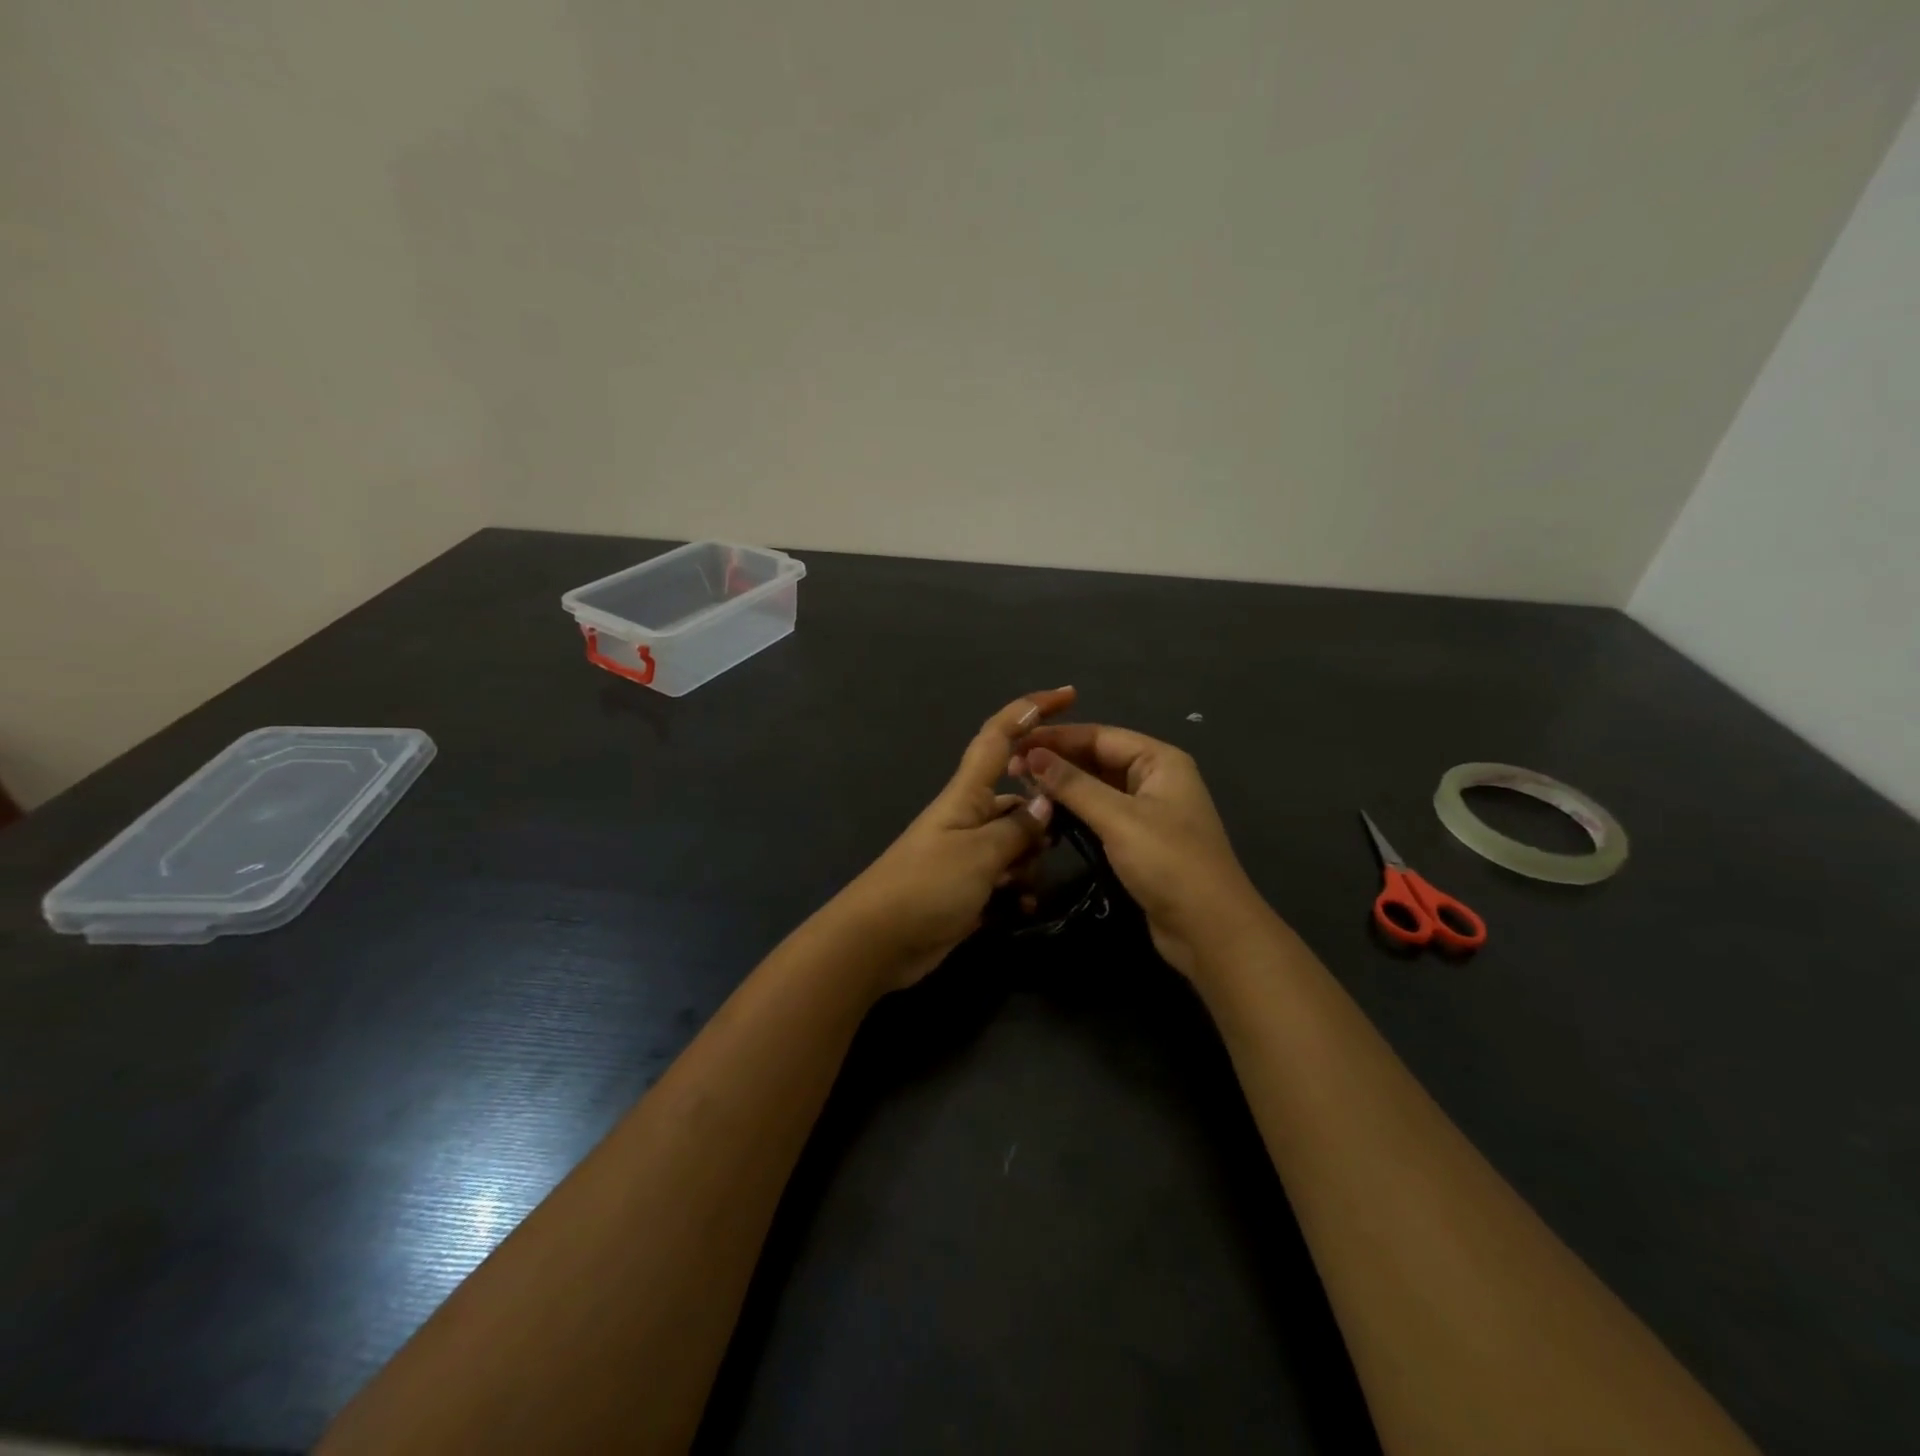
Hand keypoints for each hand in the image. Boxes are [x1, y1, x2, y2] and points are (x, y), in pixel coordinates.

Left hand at [839, 688, 1075, 988]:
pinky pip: (1006, 878)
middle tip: (1063, 836)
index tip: (1069, 695)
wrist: (877, 942)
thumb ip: (1019, 828)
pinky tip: (1019, 909)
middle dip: (1044, 814)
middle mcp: (969, 816)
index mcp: (967, 793)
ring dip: (1030, 861)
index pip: (1000, 736)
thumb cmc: (926, 886)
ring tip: (1023, 885)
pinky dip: (1017, 891)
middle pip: (1019, 797)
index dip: (1031, 710)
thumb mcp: (981, 854)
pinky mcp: (968, 885)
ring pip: (1017, 841)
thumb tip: (1047, 803)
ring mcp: (968, 852)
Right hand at [1012, 724, 1263, 978]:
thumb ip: (1074, 785)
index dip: (1056, 738)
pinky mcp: (1138, 840)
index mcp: (1159, 760)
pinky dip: (1075, 811)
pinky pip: (1101, 813)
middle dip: (1057, 761)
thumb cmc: (1169, 863)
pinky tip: (1046, 813)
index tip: (1015, 743)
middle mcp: (1155, 778)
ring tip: (1021, 787)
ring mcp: (1147, 811)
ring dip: (1062, 786)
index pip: (1100, 735)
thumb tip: (1032, 756)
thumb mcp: (1119, 819)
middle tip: (1011, 769)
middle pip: (1098, 758)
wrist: (1210, 930)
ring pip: (1096, 787)